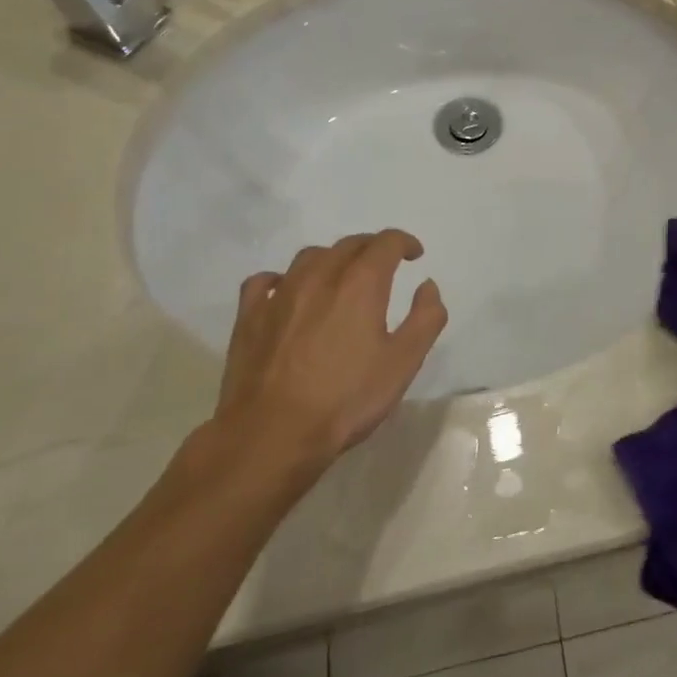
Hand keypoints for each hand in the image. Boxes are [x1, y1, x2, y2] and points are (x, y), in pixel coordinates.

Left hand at [211, 231, 446, 483]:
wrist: (272, 434)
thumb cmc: (346, 399)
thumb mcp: (404, 362)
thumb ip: (425, 318)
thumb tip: (427, 286)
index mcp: (361, 283)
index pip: (386, 242)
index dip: (404, 242)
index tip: (414, 255)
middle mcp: (320, 276)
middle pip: (349, 244)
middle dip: (372, 248)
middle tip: (384, 266)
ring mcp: (280, 294)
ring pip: (310, 256)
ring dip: (333, 259)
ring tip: (342, 277)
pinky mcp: (249, 316)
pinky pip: (265, 281)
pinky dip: (283, 278)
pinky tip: (288, 291)